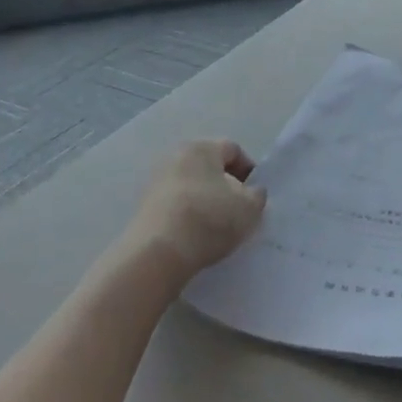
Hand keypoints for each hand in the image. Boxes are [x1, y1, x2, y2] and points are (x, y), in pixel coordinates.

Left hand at [126, 140, 266, 281]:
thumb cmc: (209, 219)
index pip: (233, 150)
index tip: (255, 195)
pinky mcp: (144, 207)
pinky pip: (176, 205)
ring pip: (192, 186)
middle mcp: (175, 157)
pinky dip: (189, 215)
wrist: (158, 253)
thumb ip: (257, 195)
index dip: (249, 170)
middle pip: (209, 167)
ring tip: (218, 227)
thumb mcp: (249, 207)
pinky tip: (196, 236)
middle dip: (227, 186)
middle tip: (239, 210)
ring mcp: (156, 182)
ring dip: (207, 201)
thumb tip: (251, 192)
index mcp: (201, 148)